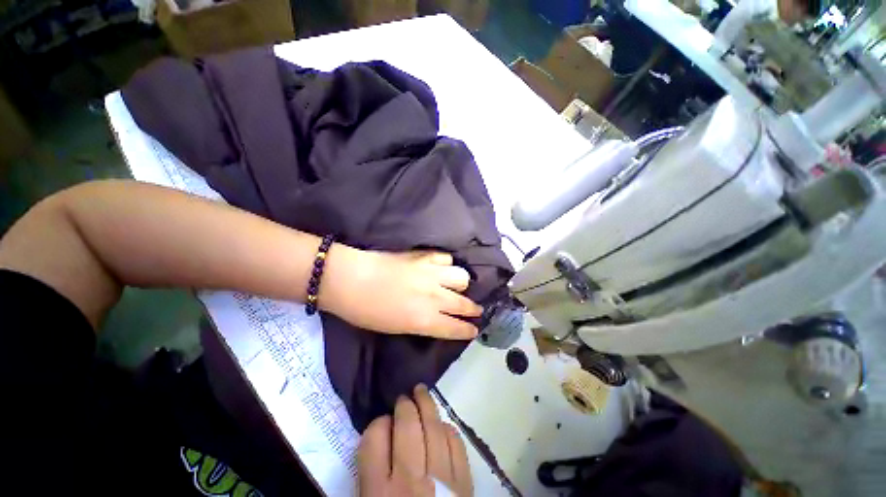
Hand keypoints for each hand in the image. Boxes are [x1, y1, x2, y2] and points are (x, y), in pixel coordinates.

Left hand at [321, 248, 482, 339]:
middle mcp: (435, 298)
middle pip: (465, 304)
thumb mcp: (393, 328)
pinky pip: (445, 258)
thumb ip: (419, 324)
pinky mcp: (422, 255)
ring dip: (460, 285)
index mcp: (425, 321)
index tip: (473, 331)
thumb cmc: (363, 312)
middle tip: (474, 311)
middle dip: (473, 310)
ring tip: (454, 286)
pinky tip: (439, 268)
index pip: (457, 328)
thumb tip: (432, 321)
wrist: (347, 279)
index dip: (467, 331)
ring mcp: (430, 273)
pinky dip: (445, 265)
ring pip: (462, 277)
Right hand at [358, 384, 472, 496]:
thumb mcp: (369, 496)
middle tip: (405, 396)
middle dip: (406, 407)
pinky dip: (449, 432)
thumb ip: (370, 469)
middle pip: (408, 430)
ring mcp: (441, 480)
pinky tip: (443, 425)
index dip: (378, 422)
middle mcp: (410, 479)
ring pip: (436, 434)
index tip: (382, 418)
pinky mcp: (465, 484)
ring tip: (423, 395)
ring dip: (429, 409)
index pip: (374, 440)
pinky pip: (458, 449)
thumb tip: (382, 435)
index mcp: (378, 487)